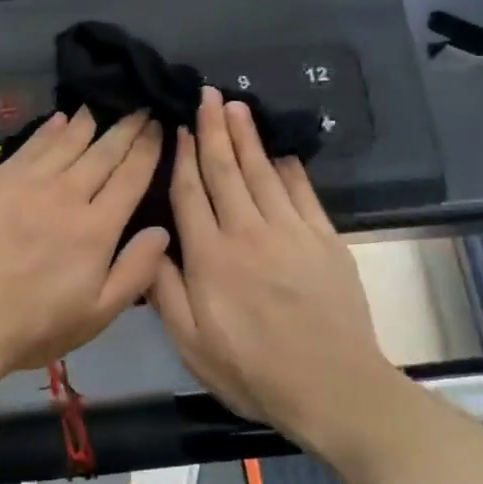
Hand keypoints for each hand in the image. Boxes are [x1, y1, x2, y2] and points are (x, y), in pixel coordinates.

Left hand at [0, 109, 168, 391]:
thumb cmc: (35, 326)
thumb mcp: (98, 314)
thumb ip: (135, 271)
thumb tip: (162, 230)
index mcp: (96, 228)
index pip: (131, 176)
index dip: (148, 148)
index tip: (158, 125)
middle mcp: (66, 195)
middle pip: (103, 152)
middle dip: (126, 127)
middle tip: (139, 107)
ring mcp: (27, 184)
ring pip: (66, 142)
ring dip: (88, 122)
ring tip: (102, 104)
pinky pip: (29, 146)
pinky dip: (48, 130)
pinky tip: (60, 119)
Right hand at [150, 88, 399, 446]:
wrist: (332, 388)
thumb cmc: (252, 371)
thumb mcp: (191, 343)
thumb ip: (165, 290)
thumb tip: (150, 243)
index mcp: (210, 257)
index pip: (190, 193)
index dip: (181, 157)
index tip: (177, 128)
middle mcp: (248, 232)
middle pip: (226, 170)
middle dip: (213, 130)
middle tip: (208, 95)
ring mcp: (291, 232)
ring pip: (262, 172)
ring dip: (247, 137)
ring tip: (237, 106)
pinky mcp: (325, 239)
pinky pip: (302, 192)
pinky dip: (288, 166)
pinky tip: (279, 149)